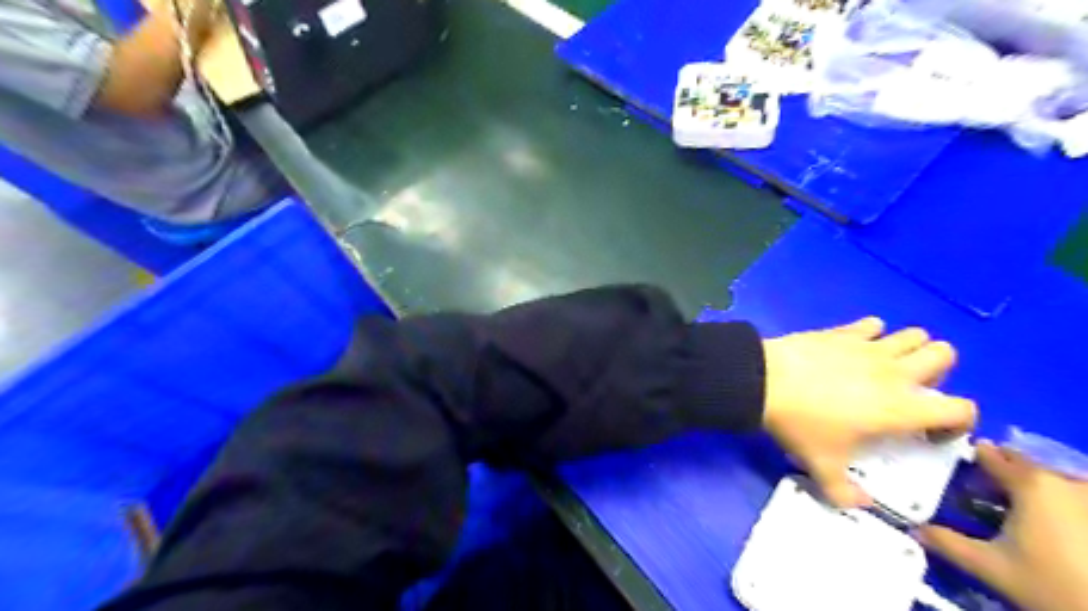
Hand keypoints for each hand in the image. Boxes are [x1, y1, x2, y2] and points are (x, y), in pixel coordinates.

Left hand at [759, 320, 981, 504]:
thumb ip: (845, 493)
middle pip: (945, 354)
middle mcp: (895, 372)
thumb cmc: (801, 425)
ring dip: (909, 349)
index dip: (959, 422)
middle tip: (908, 391)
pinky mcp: (841, 331)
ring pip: (913, 334)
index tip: (930, 434)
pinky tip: (853, 348)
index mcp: (901, 408)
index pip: (962, 408)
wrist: (763, 382)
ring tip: (884, 368)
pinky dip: (870, 333)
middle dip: (936, 372)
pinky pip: (870, 324)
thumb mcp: (821, 466)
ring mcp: (868, 346)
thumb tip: (861, 504)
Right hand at [916, 445, 1086, 609]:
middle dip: (1005, 473)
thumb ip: (948, 543)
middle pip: (1027, 465)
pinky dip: (1061, 502)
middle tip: (985, 489)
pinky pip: (1078, 497)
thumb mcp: (991, 567)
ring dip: (1035, 487)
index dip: (973, 458)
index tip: (958, 463)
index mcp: (1032, 484)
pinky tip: (1052, 524)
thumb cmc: (1052, 586)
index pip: (993, 457)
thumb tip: (913, 529)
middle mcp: (1067, 482)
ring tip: (1018, 508)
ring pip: (1057, 480)